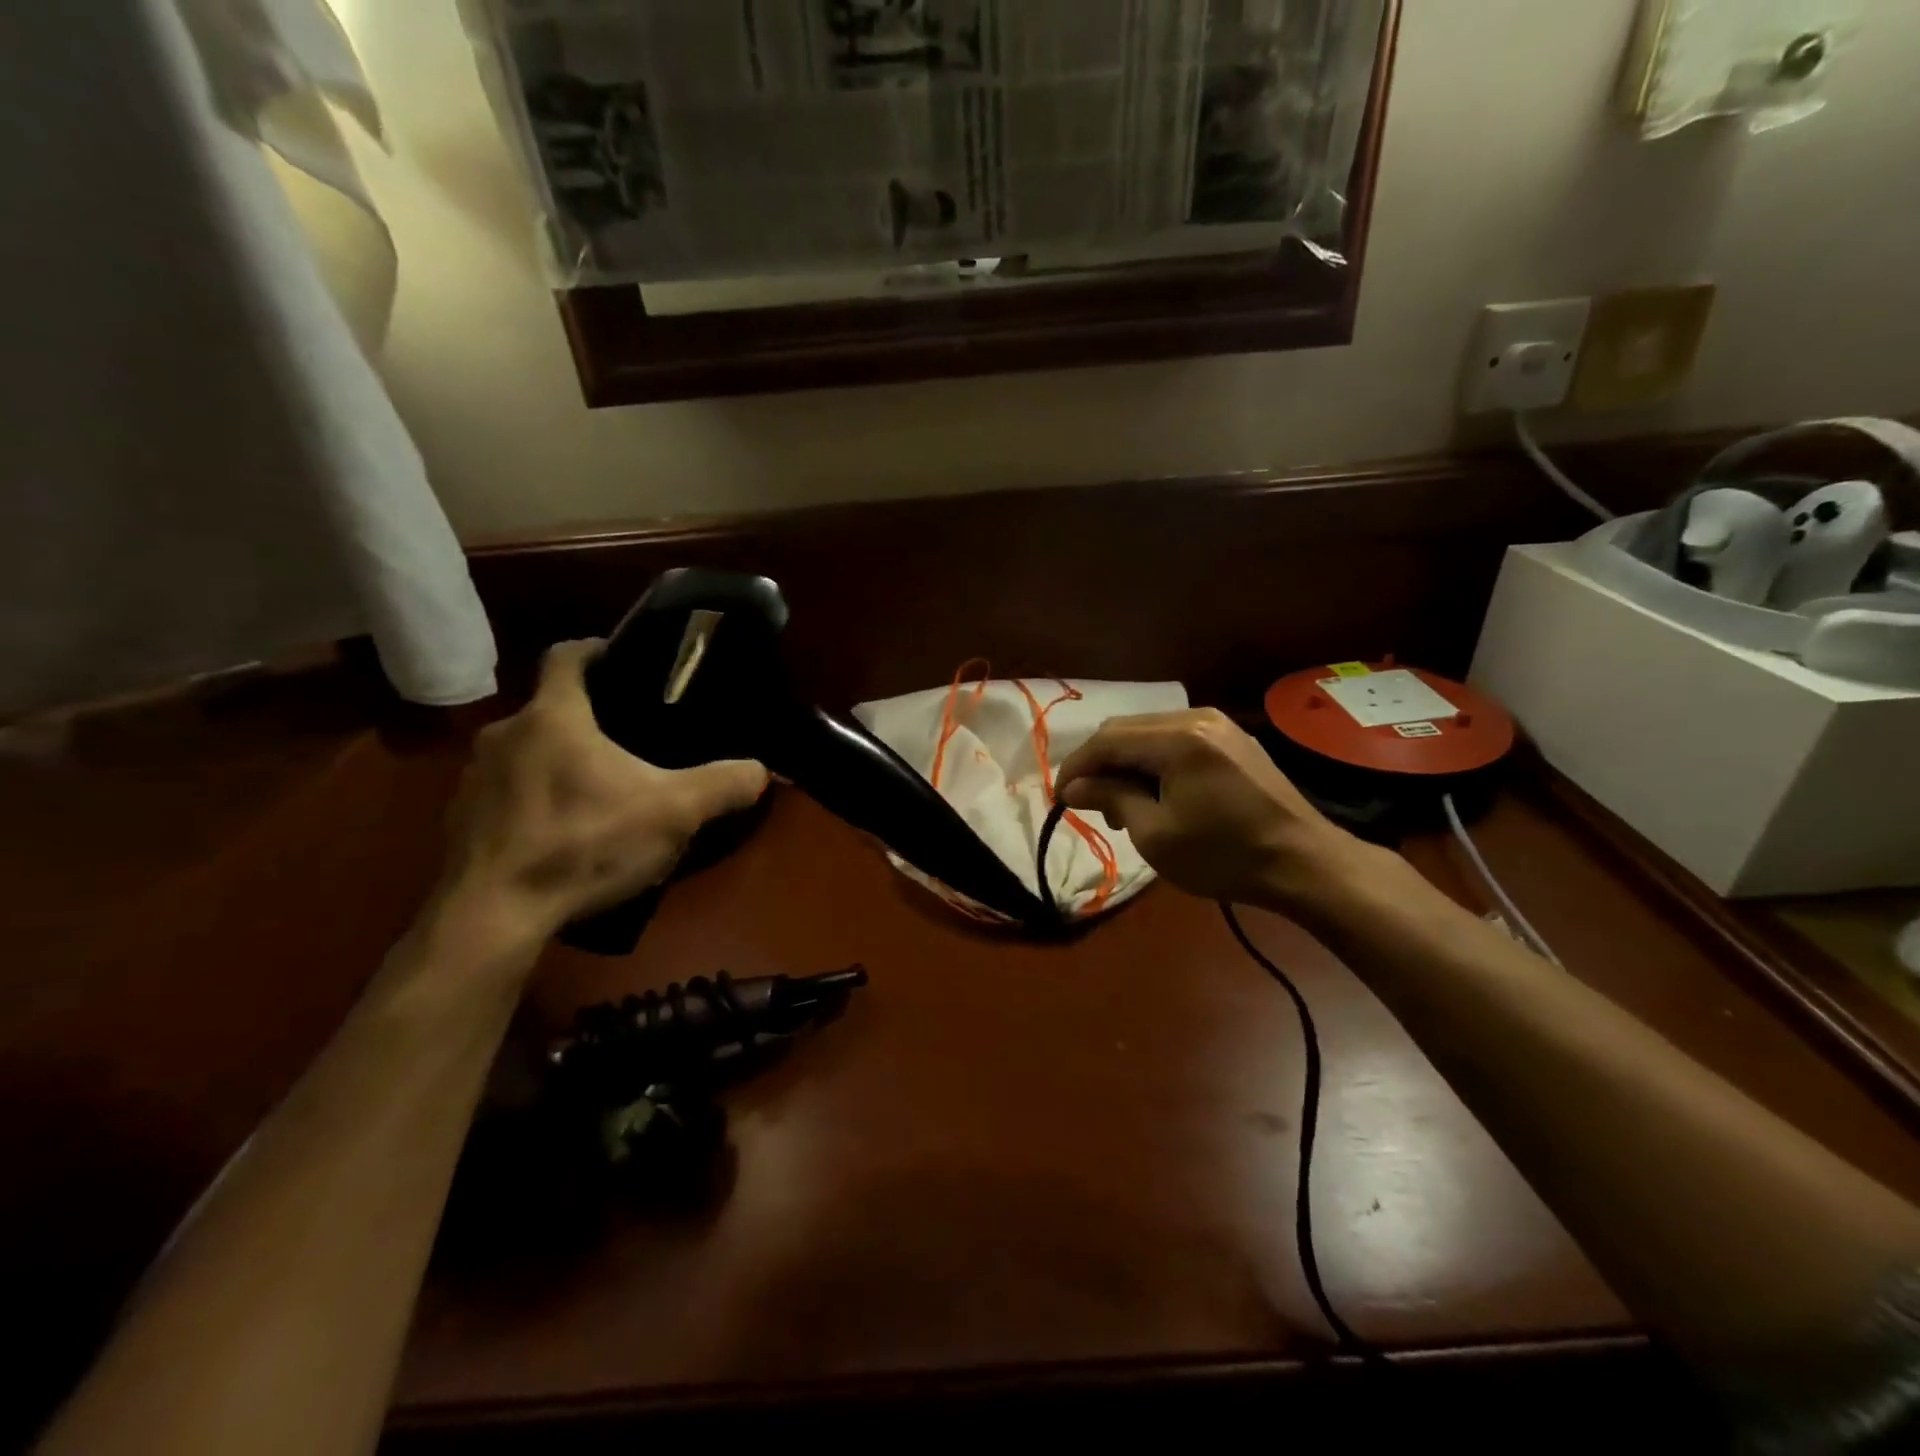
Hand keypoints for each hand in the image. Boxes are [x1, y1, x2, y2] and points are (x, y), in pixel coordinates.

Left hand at [437, 640, 767, 940]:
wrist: (492, 917)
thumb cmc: (584, 843)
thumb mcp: (673, 813)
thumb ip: (724, 785)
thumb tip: (762, 770)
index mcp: (552, 716)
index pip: (567, 655)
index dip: (598, 650)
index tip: (626, 663)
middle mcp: (504, 734)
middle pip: (551, 709)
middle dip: (590, 721)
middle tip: (633, 744)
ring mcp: (475, 779)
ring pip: (528, 754)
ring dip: (561, 764)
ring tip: (601, 793)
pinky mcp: (460, 822)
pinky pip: (507, 795)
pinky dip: (536, 804)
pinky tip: (565, 836)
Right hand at [1056, 708, 1370, 911]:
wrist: (1305, 864)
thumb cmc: (1224, 855)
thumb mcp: (1156, 834)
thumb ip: (1110, 799)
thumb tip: (1072, 788)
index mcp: (1177, 738)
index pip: (1106, 741)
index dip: (1075, 768)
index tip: (1058, 798)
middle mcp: (1196, 717)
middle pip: (1126, 730)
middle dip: (1100, 765)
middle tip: (1092, 807)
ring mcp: (1219, 725)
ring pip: (1150, 733)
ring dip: (1126, 763)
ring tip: (1124, 807)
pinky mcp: (1233, 740)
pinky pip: (1177, 739)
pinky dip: (1154, 761)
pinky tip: (1156, 793)